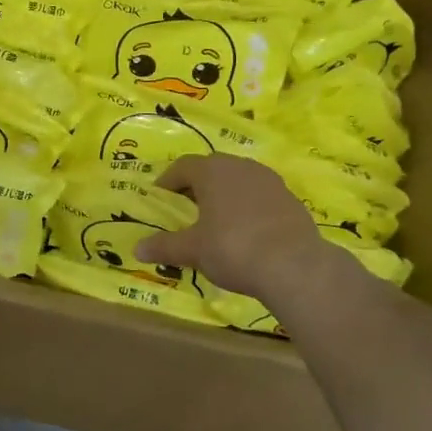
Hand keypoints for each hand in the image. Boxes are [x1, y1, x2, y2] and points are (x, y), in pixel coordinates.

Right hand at [134, 155, 330, 300]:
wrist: (294, 265)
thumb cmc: (233, 248)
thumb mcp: (193, 250)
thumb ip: (165, 246)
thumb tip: (137, 249)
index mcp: (212, 171)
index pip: (183, 166)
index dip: (168, 180)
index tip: (159, 197)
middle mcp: (241, 166)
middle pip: (212, 168)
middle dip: (196, 185)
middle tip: (185, 207)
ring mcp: (269, 180)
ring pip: (238, 180)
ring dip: (224, 194)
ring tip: (215, 218)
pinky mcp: (290, 198)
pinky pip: (259, 195)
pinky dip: (247, 206)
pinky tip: (245, 230)